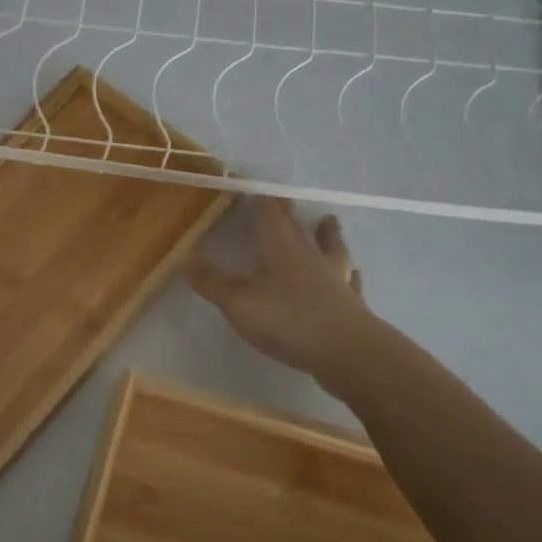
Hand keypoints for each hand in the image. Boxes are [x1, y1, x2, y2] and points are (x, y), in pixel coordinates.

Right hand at [190, 198, 375, 380]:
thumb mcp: (238, 302)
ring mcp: (334, 277)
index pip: (268, 213)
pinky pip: (351, 280)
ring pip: (330, 247)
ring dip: (327, 233)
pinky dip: (350, 273)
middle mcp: (309, 255)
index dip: (258, 201)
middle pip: (297, 227)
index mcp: (281, 247)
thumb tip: (187, 262)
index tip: (248, 189)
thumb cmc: (287, 320)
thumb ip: (213, 282)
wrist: (347, 352)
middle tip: (282, 201)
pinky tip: (354, 272)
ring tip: (328, 220)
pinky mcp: (351, 302)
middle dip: (286, 213)